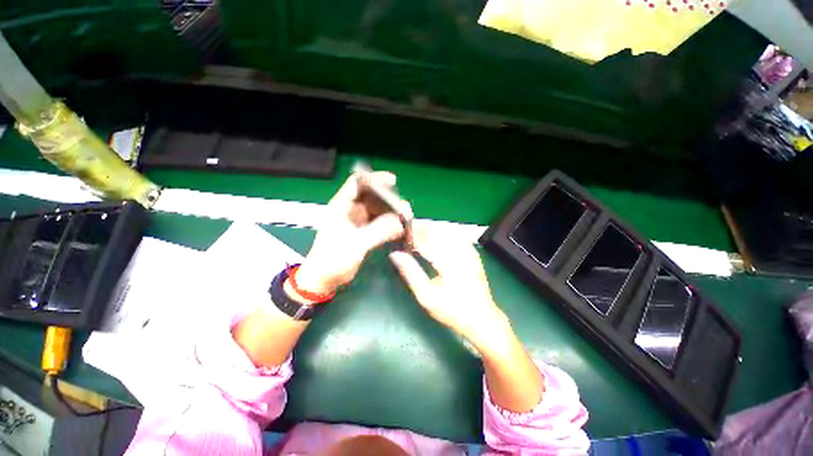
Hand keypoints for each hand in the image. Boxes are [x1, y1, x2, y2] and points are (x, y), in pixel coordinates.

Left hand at [295, 172, 407, 297]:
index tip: (392, 181)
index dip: (374, 178)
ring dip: (390, 213)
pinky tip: (399, 229)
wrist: (323, 279)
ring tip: (406, 218)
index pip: (357, 183)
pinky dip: (389, 224)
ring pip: (376, 210)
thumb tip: (401, 221)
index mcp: (341, 206)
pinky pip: (378, 223)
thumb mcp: (356, 244)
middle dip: (388, 199)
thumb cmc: (333, 259)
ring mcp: (357, 222)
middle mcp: (350, 210)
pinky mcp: (362, 233)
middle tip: (404, 207)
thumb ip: (379, 231)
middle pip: (371, 196)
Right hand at [388, 230, 507, 344]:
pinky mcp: (472, 252)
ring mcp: (468, 250)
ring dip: (430, 231)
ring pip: (445, 230)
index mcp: (448, 260)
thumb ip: (410, 273)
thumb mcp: (426, 296)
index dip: (411, 235)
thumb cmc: (452, 310)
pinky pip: (454, 236)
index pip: (425, 239)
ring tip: (418, 238)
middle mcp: (460, 250)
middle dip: (419, 231)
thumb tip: (395, 254)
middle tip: (407, 236)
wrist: (481, 318)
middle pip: (435, 231)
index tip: (399, 235)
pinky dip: (441, 235)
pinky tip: (434, 241)